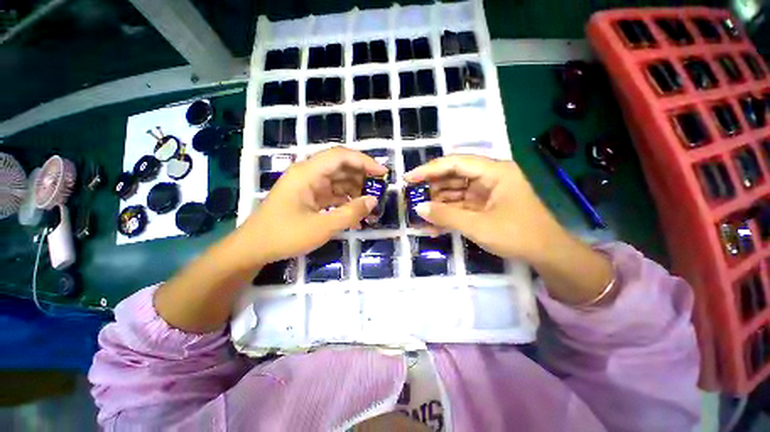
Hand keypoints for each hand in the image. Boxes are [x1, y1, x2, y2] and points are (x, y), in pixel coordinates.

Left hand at [237, 147, 387, 264]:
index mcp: (308, 172)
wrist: (254, 249)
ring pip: (339, 180)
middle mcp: (309, 174)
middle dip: (362, 176)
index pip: (341, 156)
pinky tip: (357, 211)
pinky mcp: (310, 197)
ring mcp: (309, 185)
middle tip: (380, 189)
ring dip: (356, 189)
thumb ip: (350, 213)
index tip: (383, 173)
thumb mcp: (322, 227)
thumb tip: (373, 200)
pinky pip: (333, 193)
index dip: (364, 161)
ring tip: (371, 203)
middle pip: (341, 166)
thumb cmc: (285, 236)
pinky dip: (346, 200)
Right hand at [403, 154, 565, 262]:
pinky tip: (434, 226)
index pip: (455, 163)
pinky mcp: (484, 205)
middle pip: (453, 176)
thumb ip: (446, 215)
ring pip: (455, 192)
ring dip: (438, 204)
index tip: (408, 178)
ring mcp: (486, 192)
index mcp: (494, 171)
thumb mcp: (478, 225)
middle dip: (432, 189)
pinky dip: (448, 214)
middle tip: (412, 198)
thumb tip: (418, 208)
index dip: (429, 169)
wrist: (548, 255)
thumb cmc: (517, 235)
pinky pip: (461, 205)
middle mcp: (489, 176)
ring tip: (420, 215)